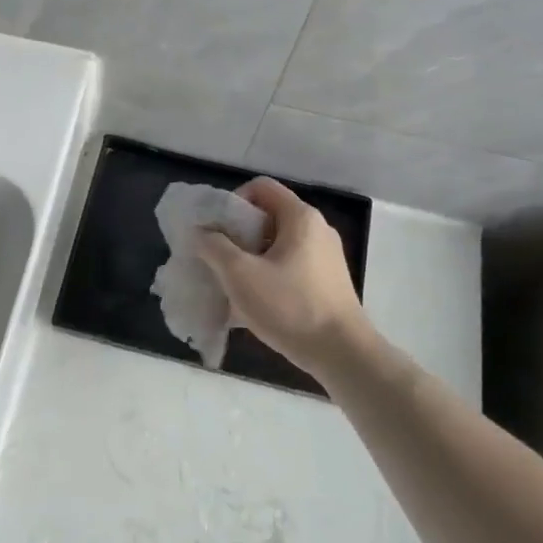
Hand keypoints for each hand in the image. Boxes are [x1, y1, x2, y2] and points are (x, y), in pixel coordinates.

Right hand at [196, 177, 369, 371]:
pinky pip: (289, 266)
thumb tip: (199, 232)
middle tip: (218, 259)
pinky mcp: (327, 282)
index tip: (217, 231)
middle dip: (237, 235)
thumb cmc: (290, 307)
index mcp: (300, 217)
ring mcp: (325, 257)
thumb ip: (214, 247)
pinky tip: (253, 304)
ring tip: (232, 285)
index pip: (260, 187)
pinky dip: (268, 275)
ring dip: (250, 258)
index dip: (232, 202)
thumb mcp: (240, 275)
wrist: (342, 354)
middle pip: (268, 216)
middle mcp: (317, 230)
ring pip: (277, 245)